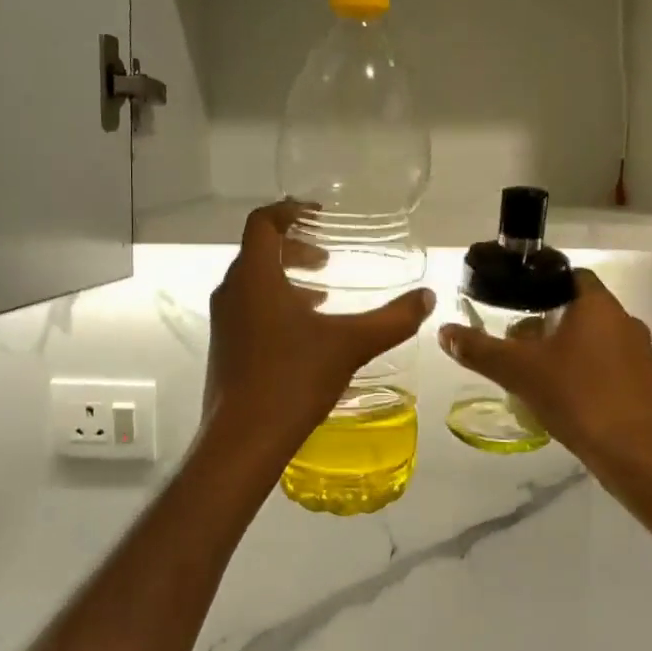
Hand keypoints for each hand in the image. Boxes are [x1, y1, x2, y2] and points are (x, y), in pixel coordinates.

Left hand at [203, 201, 434, 466]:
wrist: (243, 440)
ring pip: (253, 282)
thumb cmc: (293, 379)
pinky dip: (275, 303)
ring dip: (285, 277)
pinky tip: (304, 332)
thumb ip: (393, 319)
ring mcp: (223, 321)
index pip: (262, 222)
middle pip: (259, 251)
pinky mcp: (223, 346)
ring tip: (321, 293)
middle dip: (293, 247)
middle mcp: (231, 291)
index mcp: (254, 277)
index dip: (289, 210)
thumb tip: (428, 297)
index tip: (318, 215)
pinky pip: (248, 307)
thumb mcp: (351, 345)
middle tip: (326, 258)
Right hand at [438, 269, 651, 473]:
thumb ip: (479, 349)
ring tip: (532, 371)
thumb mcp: (518, 371)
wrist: (637, 454)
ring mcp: (639, 353)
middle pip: (577, 308)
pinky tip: (560, 395)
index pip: (569, 274)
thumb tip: (444, 331)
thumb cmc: (578, 396)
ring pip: (592, 338)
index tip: (513, 300)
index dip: (540, 283)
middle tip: (514, 341)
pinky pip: (606, 364)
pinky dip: (582, 370)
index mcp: (598, 305)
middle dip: (545, 321)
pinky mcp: (644, 383)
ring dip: (563, 348)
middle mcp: (624, 320)